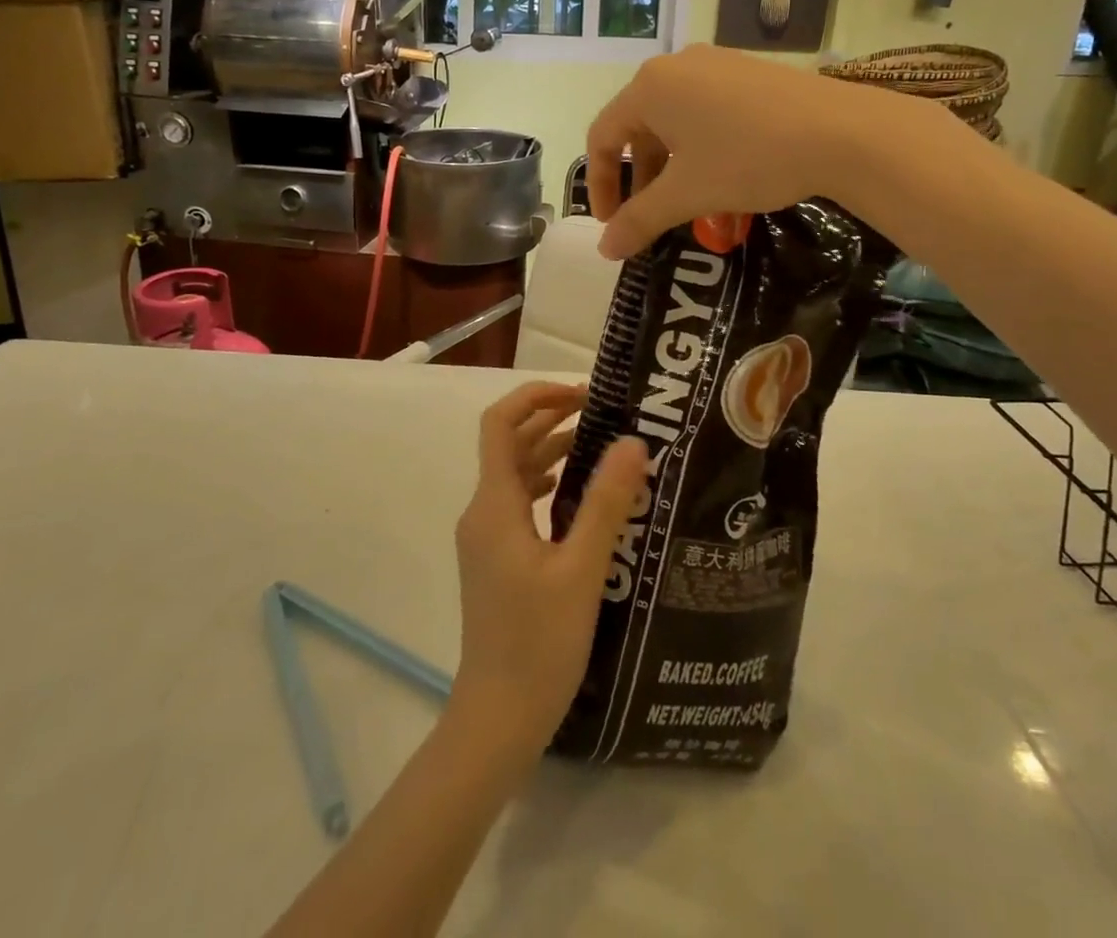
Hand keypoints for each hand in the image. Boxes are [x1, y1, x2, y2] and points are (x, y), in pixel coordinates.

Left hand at [451, 382, 648, 751]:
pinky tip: (582, 497)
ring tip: (602, 446)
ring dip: (551, 450)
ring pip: (516, 474)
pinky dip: (549, 484)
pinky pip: (521, 503)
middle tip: (604, 413)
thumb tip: (633, 442)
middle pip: (509, 443)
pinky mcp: (497, 560)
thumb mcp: (581, 570)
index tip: (582, 395)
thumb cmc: (538, 644)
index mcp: (494, 505)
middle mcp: (483, 513)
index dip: (535, 397)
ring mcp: (487, 538)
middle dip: (551, 419)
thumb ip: (606, 503)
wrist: (497, 720)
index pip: (499, 423)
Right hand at [586, 44, 937, 258]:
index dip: (599, 185)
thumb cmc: (749, 158)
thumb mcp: (687, 194)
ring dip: (669, 164)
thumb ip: (639, 220)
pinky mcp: (749, 72)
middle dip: (637, 177)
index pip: (602, 136)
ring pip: (674, 119)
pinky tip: (723, 174)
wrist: (842, 132)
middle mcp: (677, 66)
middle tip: (648, 215)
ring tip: (687, 200)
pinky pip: (706, 110)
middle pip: (637, 126)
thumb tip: (605, 249)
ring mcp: (716, 64)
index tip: (612, 223)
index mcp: (650, 87)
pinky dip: (699, 146)